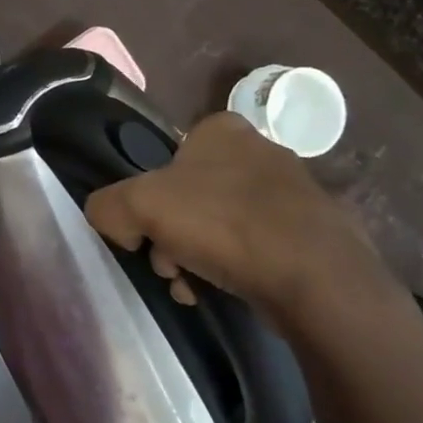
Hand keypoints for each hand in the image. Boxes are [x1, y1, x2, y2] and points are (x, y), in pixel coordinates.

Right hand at [84, 111, 382, 332]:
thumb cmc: (222, 223)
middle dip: (172, 237)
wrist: (315, 277)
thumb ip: (108, 207)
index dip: (149, 201)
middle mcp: (259, 149)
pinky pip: (258, 247)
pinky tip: (230, 293)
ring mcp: (292, 191)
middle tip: (170, 268)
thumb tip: (114, 224)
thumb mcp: (138, 205)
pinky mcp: (314, 231)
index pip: (166, 161)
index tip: (148, 236)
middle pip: (190, 198)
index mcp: (220, 129)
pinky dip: (238, 269)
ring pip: (221, 226)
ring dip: (199, 258)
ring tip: (196, 289)